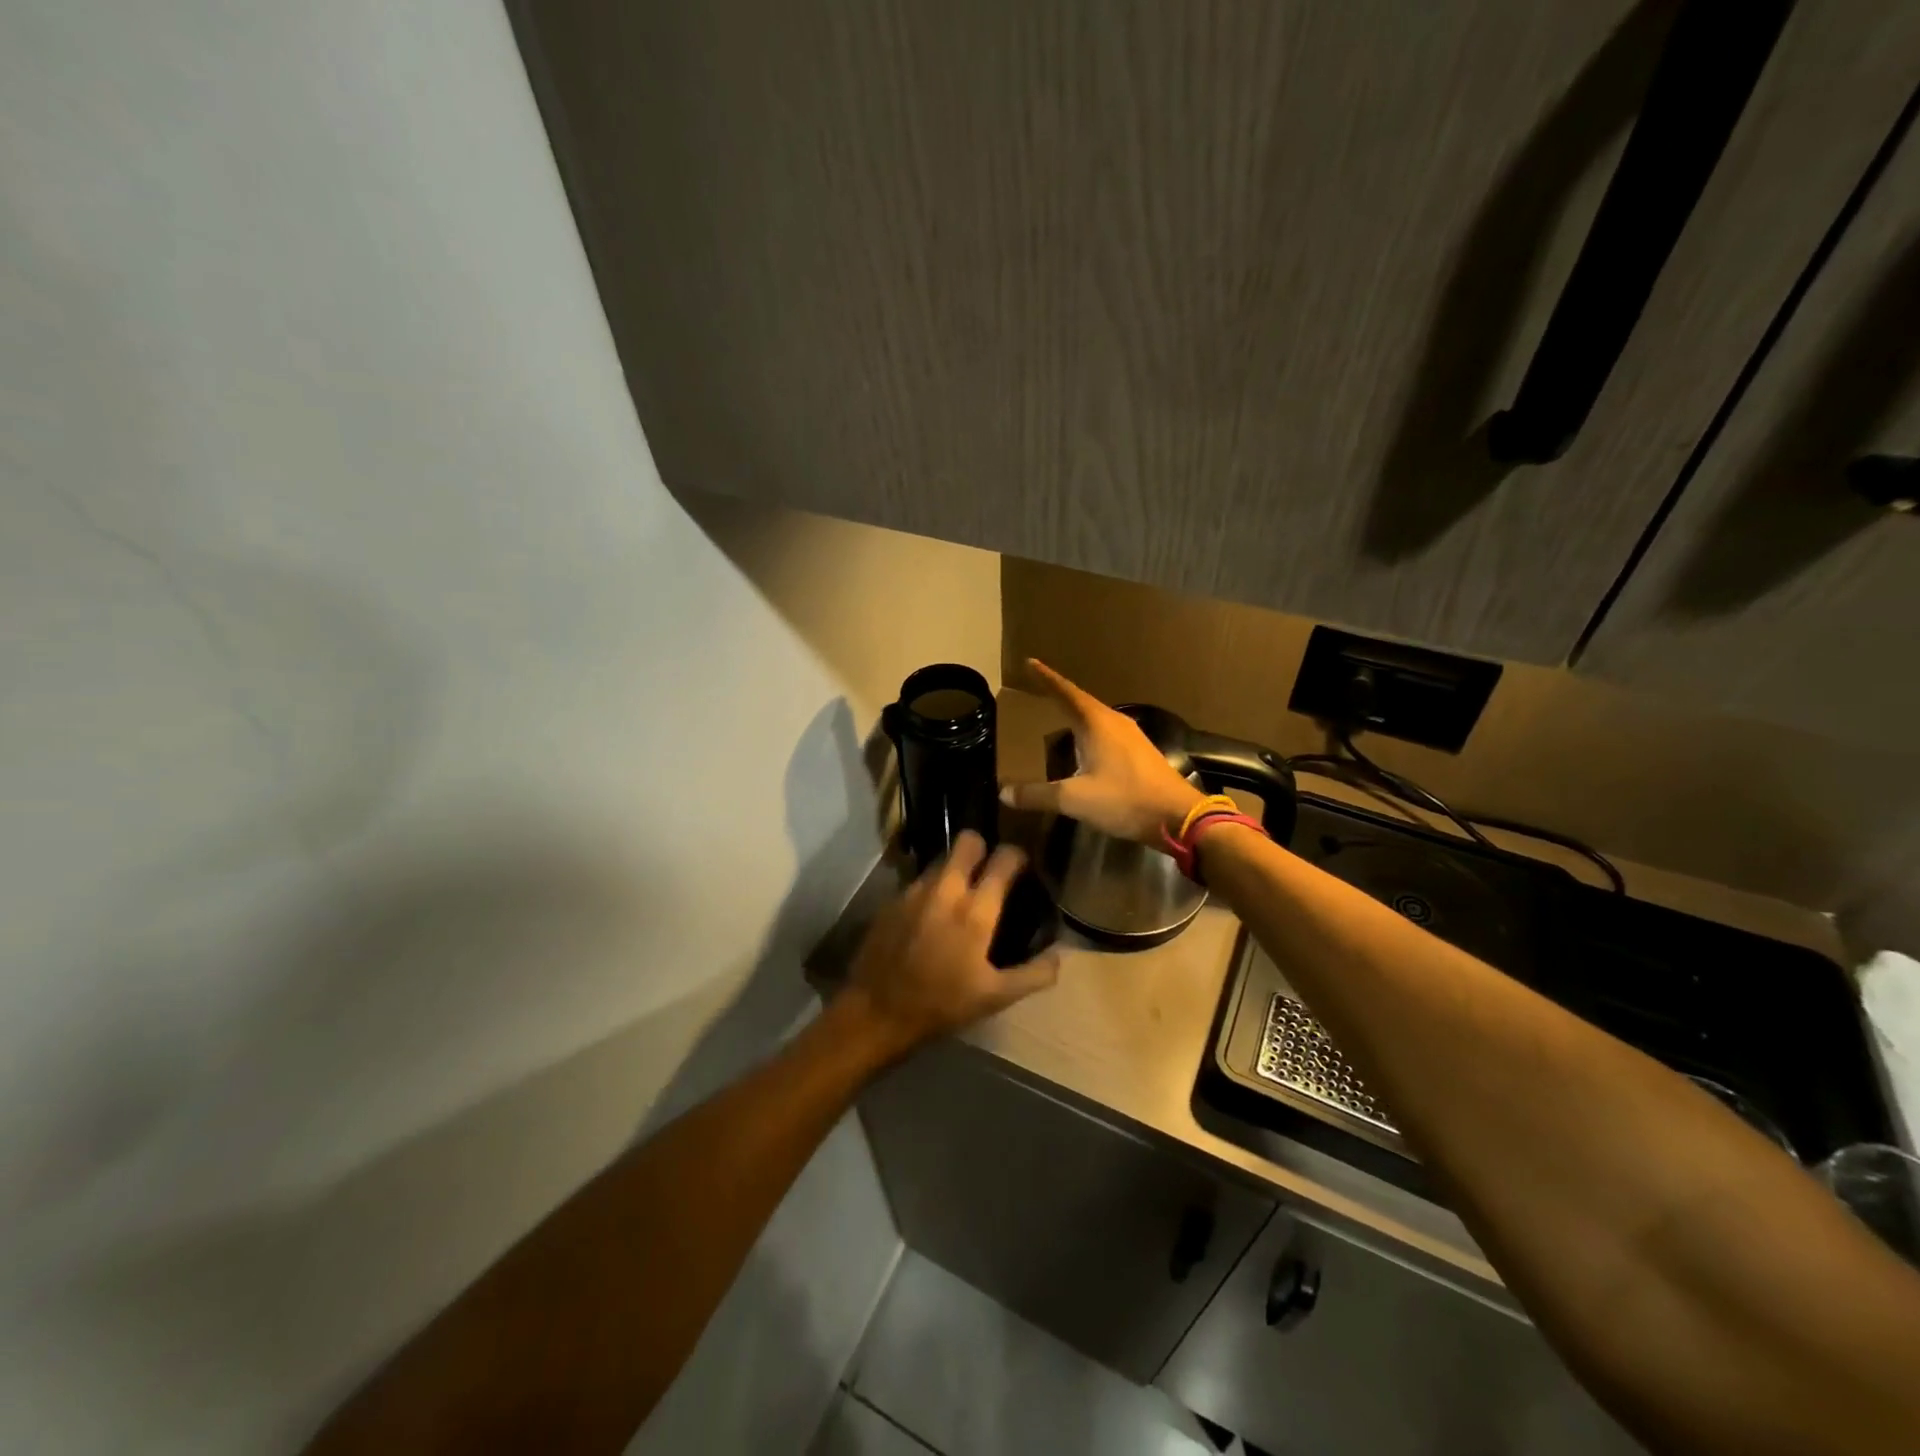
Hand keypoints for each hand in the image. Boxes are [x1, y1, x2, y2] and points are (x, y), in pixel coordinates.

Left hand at [841, 832, 1060, 1055]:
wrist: (876, 1012)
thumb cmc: (941, 1004)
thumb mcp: (994, 997)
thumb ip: (1033, 974)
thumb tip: (1059, 955)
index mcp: (975, 910)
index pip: (1004, 858)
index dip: (1016, 856)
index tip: (1020, 868)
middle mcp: (945, 890)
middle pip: (967, 841)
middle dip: (981, 849)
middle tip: (987, 873)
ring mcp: (914, 891)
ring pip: (941, 860)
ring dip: (954, 870)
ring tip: (959, 895)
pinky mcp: (892, 900)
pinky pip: (919, 881)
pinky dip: (931, 890)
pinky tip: (931, 916)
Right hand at [1000, 659, 1202, 843]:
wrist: (1179, 817)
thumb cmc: (1125, 800)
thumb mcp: (1075, 799)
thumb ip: (1038, 795)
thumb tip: (1004, 792)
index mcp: (1097, 723)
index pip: (1065, 692)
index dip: (1046, 678)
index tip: (1029, 662)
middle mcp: (1114, 722)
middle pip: (1081, 702)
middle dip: (1059, 696)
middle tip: (1038, 691)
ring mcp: (1131, 737)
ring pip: (1096, 719)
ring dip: (1075, 716)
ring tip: (1056, 718)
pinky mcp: (1140, 754)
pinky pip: (1107, 734)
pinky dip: (1089, 734)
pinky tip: (1083, 749)